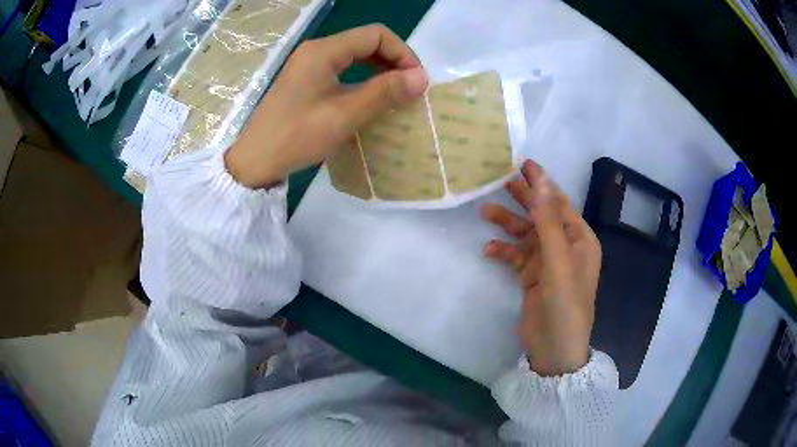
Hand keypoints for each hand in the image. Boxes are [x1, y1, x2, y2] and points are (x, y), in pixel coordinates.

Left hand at [225, 24, 427, 187]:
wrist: (255, 161)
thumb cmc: (296, 137)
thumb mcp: (344, 115)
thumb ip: (384, 93)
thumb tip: (422, 78)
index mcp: (323, 50)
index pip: (375, 35)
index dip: (402, 53)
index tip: (415, 81)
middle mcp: (316, 50)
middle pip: (366, 41)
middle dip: (393, 60)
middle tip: (409, 88)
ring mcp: (309, 64)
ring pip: (355, 55)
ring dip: (379, 69)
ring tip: (395, 94)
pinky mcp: (306, 79)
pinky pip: (343, 68)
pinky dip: (363, 78)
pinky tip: (370, 97)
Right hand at [482, 160, 601, 375]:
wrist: (555, 349)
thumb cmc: (564, 303)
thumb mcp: (557, 260)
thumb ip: (547, 221)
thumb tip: (541, 181)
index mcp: (580, 240)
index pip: (559, 203)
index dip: (543, 183)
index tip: (524, 163)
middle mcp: (565, 247)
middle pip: (542, 215)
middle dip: (524, 199)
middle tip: (501, 180)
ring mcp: (547, 263)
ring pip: (526, 235)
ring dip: (508, 224)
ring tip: (485, 211)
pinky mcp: (532, 278)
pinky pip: (516, 257)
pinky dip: (503, 251)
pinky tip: (489, 251)